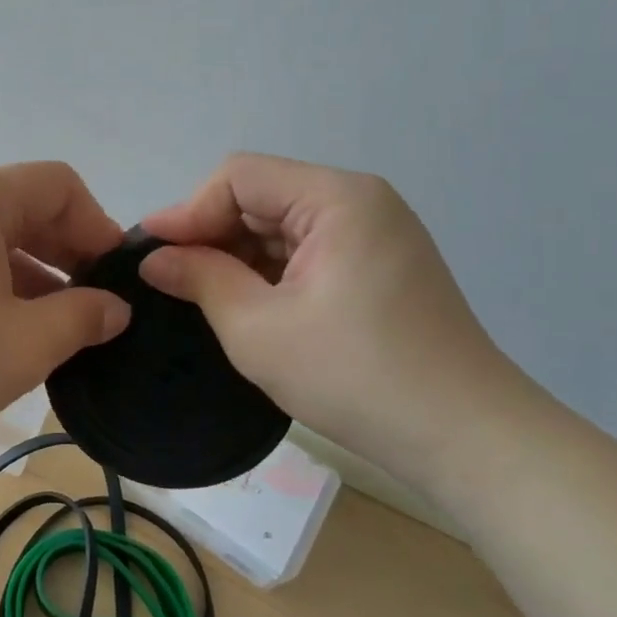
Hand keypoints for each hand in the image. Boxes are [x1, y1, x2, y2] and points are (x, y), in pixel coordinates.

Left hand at [0, 162, 131, 455]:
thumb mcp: (26, 342)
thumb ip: (83, 317)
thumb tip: (115, 308)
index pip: (58, 185)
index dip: (98, 226)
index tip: (115, 280)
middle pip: (27, 210)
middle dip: (71, 255)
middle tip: (98, 310)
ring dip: (38, 280)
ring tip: (63, 332)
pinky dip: (2, 293)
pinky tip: (15, 339)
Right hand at [139, 153, 533, 491]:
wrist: (466, 439)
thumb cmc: (356, 376)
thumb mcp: (258, 329)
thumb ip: (200, 278)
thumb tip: (154, 257)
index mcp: (337, 198)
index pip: (239, 177)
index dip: (188, 210)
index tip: (149, 252)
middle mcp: (359, 201)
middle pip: (261, 196)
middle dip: (211, 234)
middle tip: (169, 278)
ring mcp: (375, 233)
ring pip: (281, 225)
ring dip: (238, 255)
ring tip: (200, 294)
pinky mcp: (380, 265)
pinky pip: (307, 250)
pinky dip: (270, 271)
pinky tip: (246, 303)